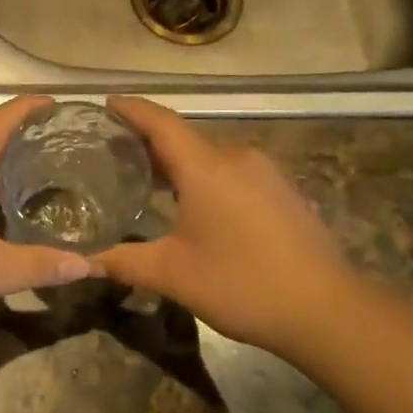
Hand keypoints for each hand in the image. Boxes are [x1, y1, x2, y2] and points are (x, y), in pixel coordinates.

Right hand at [93, 96, 357, 356]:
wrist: (327, 309)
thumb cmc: (242, 283)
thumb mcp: (173, 275)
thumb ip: (124, 262)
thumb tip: (84, 262)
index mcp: (205, 167)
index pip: (161, 122)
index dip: (131, 109)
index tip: (107, 103)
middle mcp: (236, 157)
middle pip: (184, 138)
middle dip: (149, 142)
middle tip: (114, 152)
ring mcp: (265, 172)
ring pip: (210, 156)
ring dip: (180, 163)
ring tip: (149, 180)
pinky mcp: (283, 190)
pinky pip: (233, 171)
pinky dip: (206, 177)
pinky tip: (196, 204)